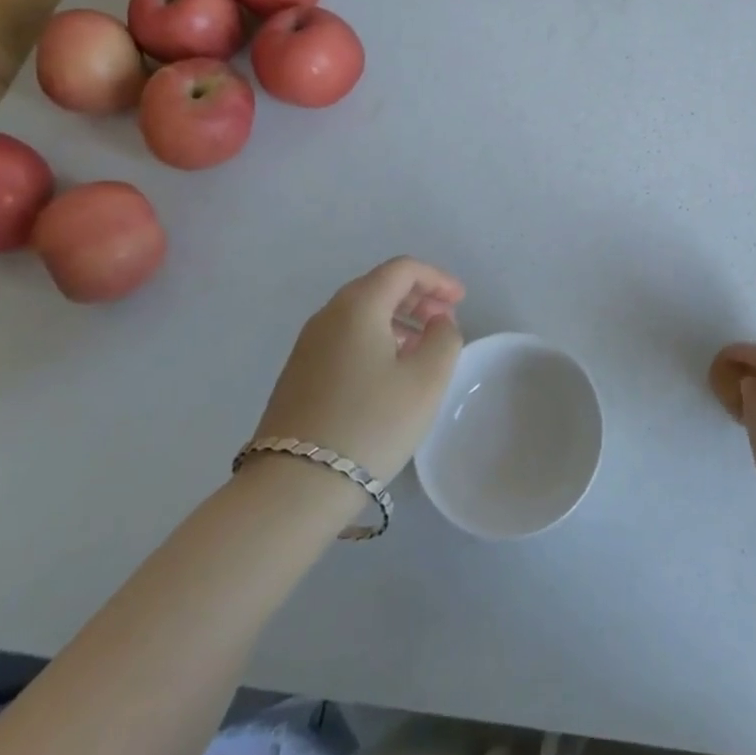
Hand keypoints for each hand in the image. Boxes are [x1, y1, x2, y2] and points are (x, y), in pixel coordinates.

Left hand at [252, 257, 464, 481]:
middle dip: (417, 296)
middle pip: (379, 285)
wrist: (294, 486)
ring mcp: (308, 344)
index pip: (403, 269)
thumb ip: (445, 338)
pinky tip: (388, 372)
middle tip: (445, 321)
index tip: (461, 301)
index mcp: (359, 304)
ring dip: (397, 319)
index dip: (437, 278)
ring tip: (422, 348)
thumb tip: (438, 321)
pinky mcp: (298, 373)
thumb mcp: (426, 380)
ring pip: (361, 313)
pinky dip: (374, 338)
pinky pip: (345, 337)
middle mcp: (328, 313)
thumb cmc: (371, 424)